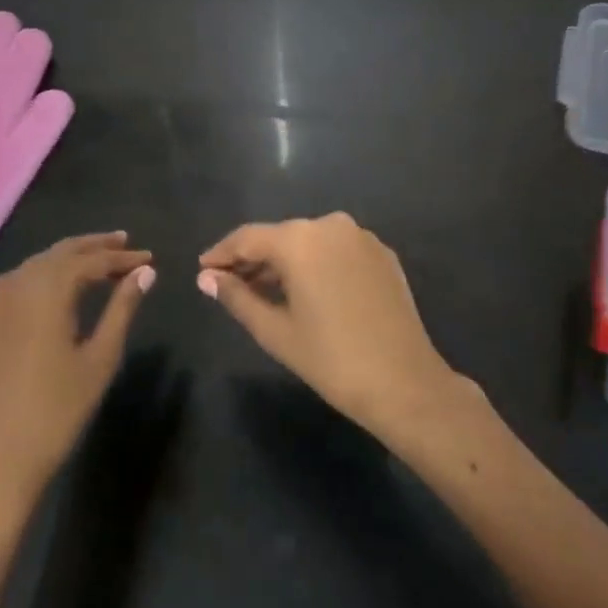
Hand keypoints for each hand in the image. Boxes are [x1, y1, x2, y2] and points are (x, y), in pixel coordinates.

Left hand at [0, 233, 153, 514]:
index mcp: (48, 289)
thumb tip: (145, 272)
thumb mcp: (100, 358)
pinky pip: (13, 285)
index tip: (149, 257)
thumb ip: (122, 308)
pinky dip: (39, 277)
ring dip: (66, 259)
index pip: (92, 261)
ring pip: (34, 266)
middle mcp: (15, 284)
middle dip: (94, 247)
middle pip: (60, 253)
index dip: (123, 257)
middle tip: (124, 243)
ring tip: (94, 263)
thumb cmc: (56, 412)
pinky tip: (51, 290)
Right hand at [198, 213, 458, 438]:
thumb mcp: (275, 331)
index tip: (203, 269)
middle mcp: (331, 225)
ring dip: (285, 262)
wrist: (405, 382)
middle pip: (280, 237)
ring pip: (310, 242)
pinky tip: (307, 291)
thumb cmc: (331, 359)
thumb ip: (236, 297)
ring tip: (263, 290)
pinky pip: (337, 251)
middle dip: (253, 259)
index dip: (222, 253)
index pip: (248, 238)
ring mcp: (361, 237)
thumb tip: (207, 277)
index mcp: (300, 239)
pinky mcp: (382, 254)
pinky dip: (316, 265)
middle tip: (229, 284)